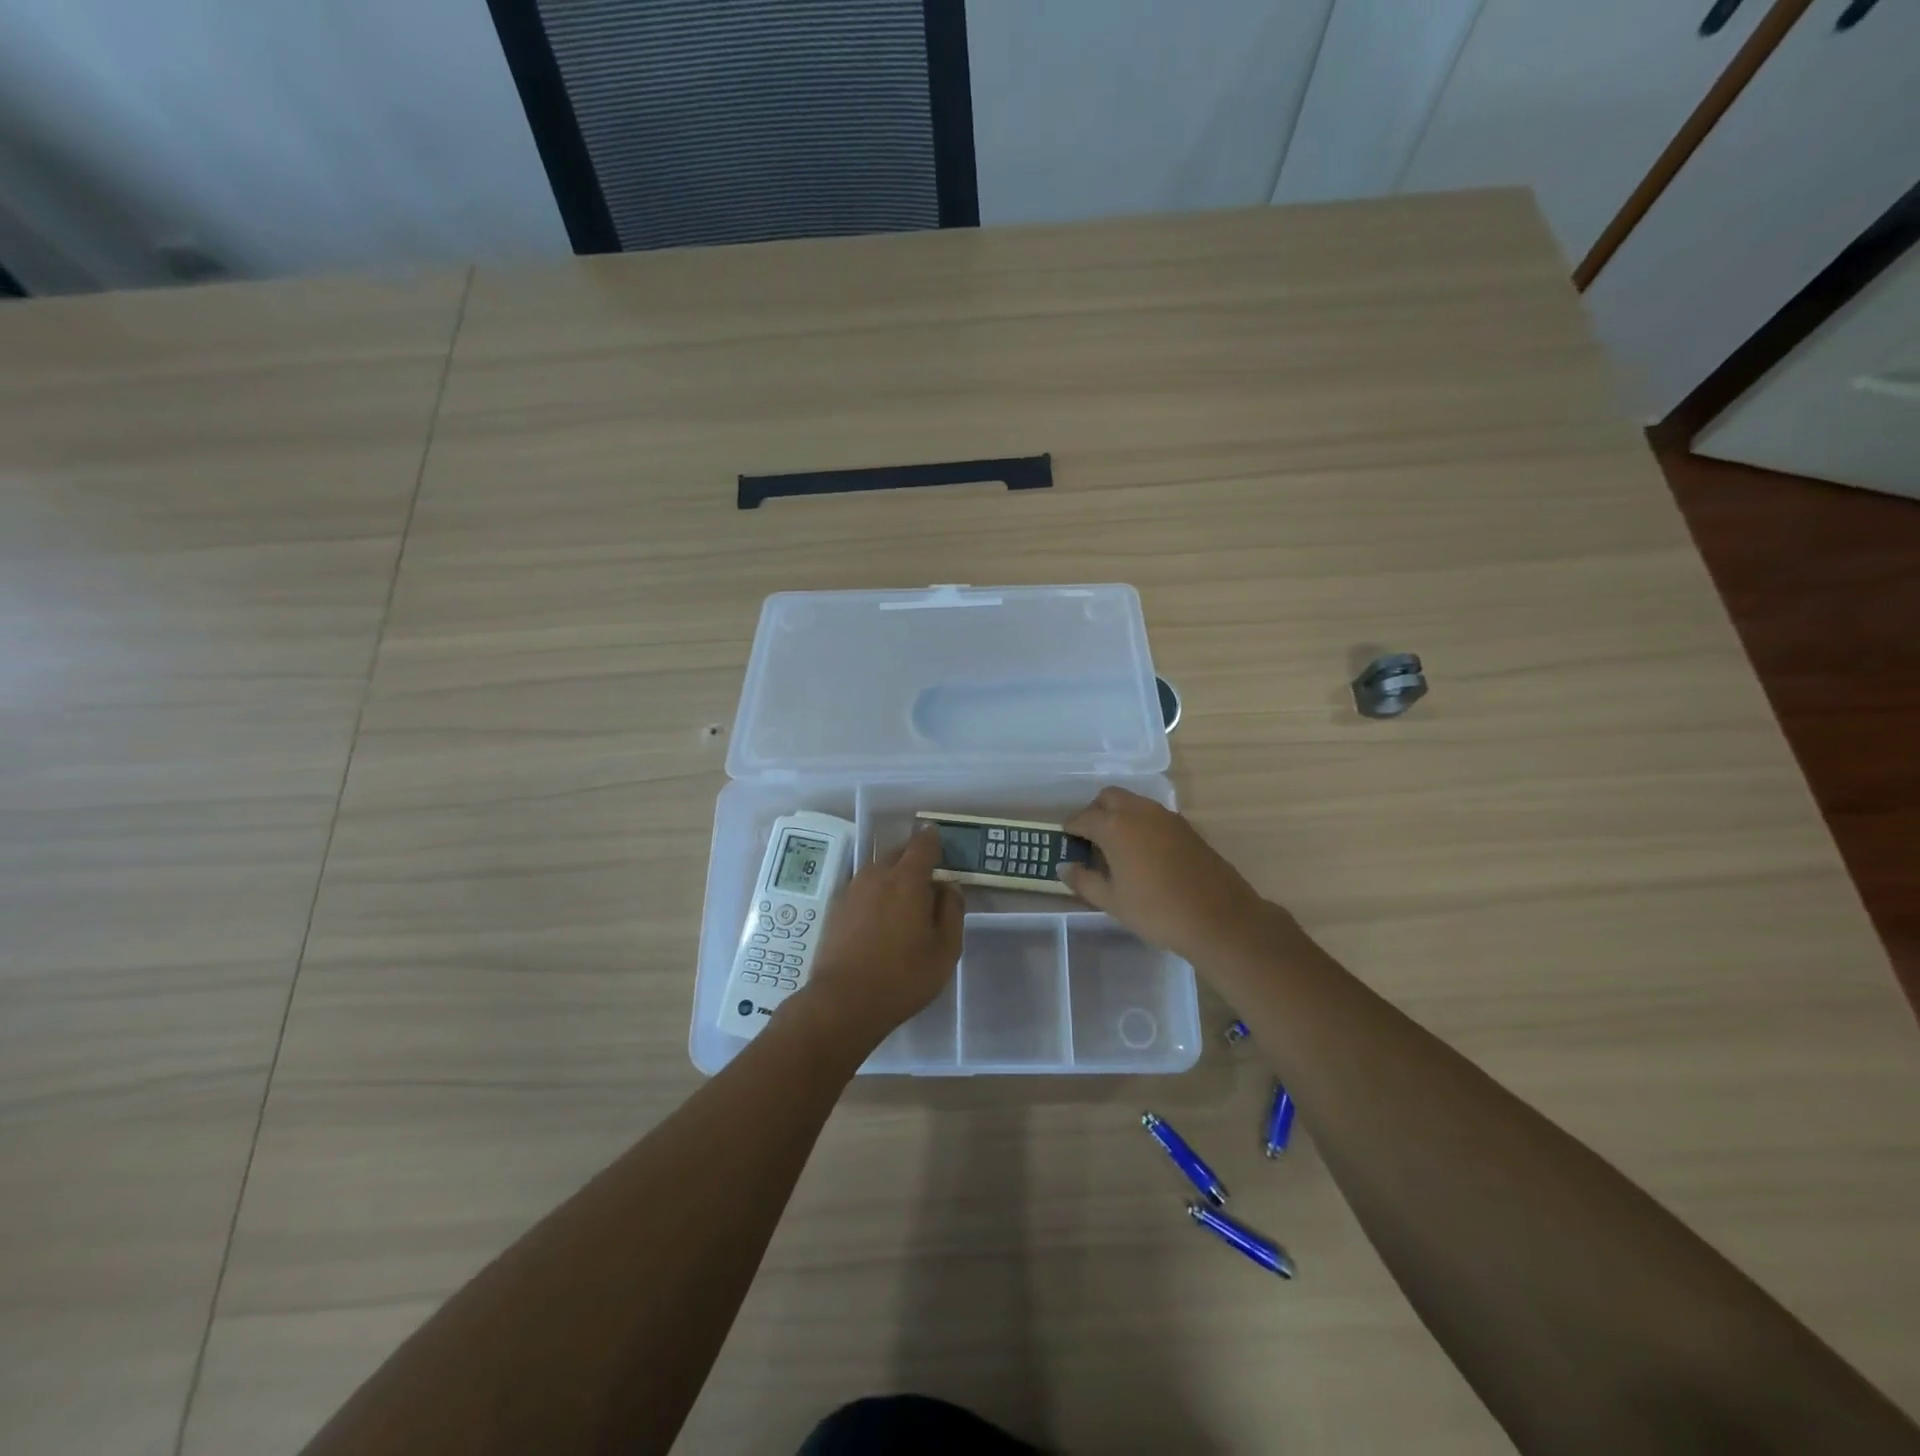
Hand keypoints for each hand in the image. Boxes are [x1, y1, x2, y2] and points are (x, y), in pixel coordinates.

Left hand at [794, 827, 962, 1047]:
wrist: (843, 1002)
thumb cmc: (903, 977)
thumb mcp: (945, 950)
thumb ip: (952, 911)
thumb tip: (949, 887)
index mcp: (907, 879)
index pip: (922, 844)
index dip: (933, 838)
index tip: (938, 839)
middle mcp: (876, 875)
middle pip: (898, 853)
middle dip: (913, 859)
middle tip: (926, 880)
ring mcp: (851, 890)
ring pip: (877, 871)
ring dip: (892, 877)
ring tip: (902, 903)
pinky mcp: (835, 908)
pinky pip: (861, 889)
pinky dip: (874, 894)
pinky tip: (879, 919)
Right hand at [1061, 787, 1273, 963]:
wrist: (1218, 918)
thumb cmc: (1155, 910)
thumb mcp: (1111, 901)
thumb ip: (1083, 880)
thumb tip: (1065, 867)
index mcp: (1114, 825)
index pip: (1082, 818)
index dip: (1070, 830)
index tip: (1067, 844)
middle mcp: (1139, 811)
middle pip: (1108, 798)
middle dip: (1095, 813)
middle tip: (1091, 841)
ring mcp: (1166, 816)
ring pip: (1134, 803)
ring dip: (1120, 816)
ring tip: (1117, 849)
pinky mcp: (1186, 827)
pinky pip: (1153, 816)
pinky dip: (1141, 825)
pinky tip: (1144, 854)